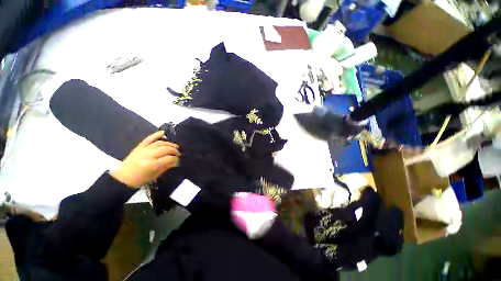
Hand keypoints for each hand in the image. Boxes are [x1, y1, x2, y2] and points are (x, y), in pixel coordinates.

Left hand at [111, 131, 179, 187]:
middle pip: (165, 149)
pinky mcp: (139, 147)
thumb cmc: (140, 179)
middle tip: (178, 153)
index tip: (179, 160)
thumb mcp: (155, 175)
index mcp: (152, 164)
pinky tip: (163, 132)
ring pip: (160, 143)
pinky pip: (148, 139)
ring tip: (175, 146)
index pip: (169, 158)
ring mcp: (143, 150)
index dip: (176, 159)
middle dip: (174, 150)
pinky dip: (156, 134)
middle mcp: (148, 155)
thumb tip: (176, 162)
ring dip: (169, 144)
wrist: (123, 178)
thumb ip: (166, 167)